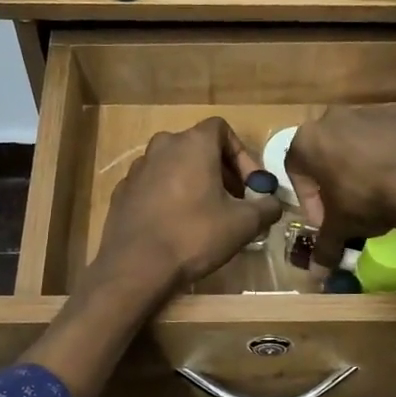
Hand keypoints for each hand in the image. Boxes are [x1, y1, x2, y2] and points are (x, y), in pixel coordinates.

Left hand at [89, 117, 281, 299]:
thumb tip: (273, 203)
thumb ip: (266, 207)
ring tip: (205, 214)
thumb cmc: (194, 236)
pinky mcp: (122, 191)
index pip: (222, 129)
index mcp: (192, 144)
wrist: (136, 266)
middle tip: (233, 201)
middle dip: (220, 171)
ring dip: (193, 182)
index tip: (250, 185)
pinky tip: (175, 225)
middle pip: (198, 148)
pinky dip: (168, 197)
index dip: (241, 155)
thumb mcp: (243, 224)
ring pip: (174, 166)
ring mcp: (137, 168)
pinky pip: (153, 186)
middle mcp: (162, 146)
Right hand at [286, 103, 395, 266]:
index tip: (324, 220)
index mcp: (308, 141)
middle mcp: (332, 118)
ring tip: (378, 190)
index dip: (309, 200)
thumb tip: (317, 272)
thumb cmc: (368, 200)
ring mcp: (368, 110)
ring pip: (356, 140)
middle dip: (333, 177)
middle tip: (348, 204)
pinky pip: (387, 134)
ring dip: (360, 162)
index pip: (296, 172)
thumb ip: (324, 246)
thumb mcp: (341, 227)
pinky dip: (389, 151)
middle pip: (326, 151)